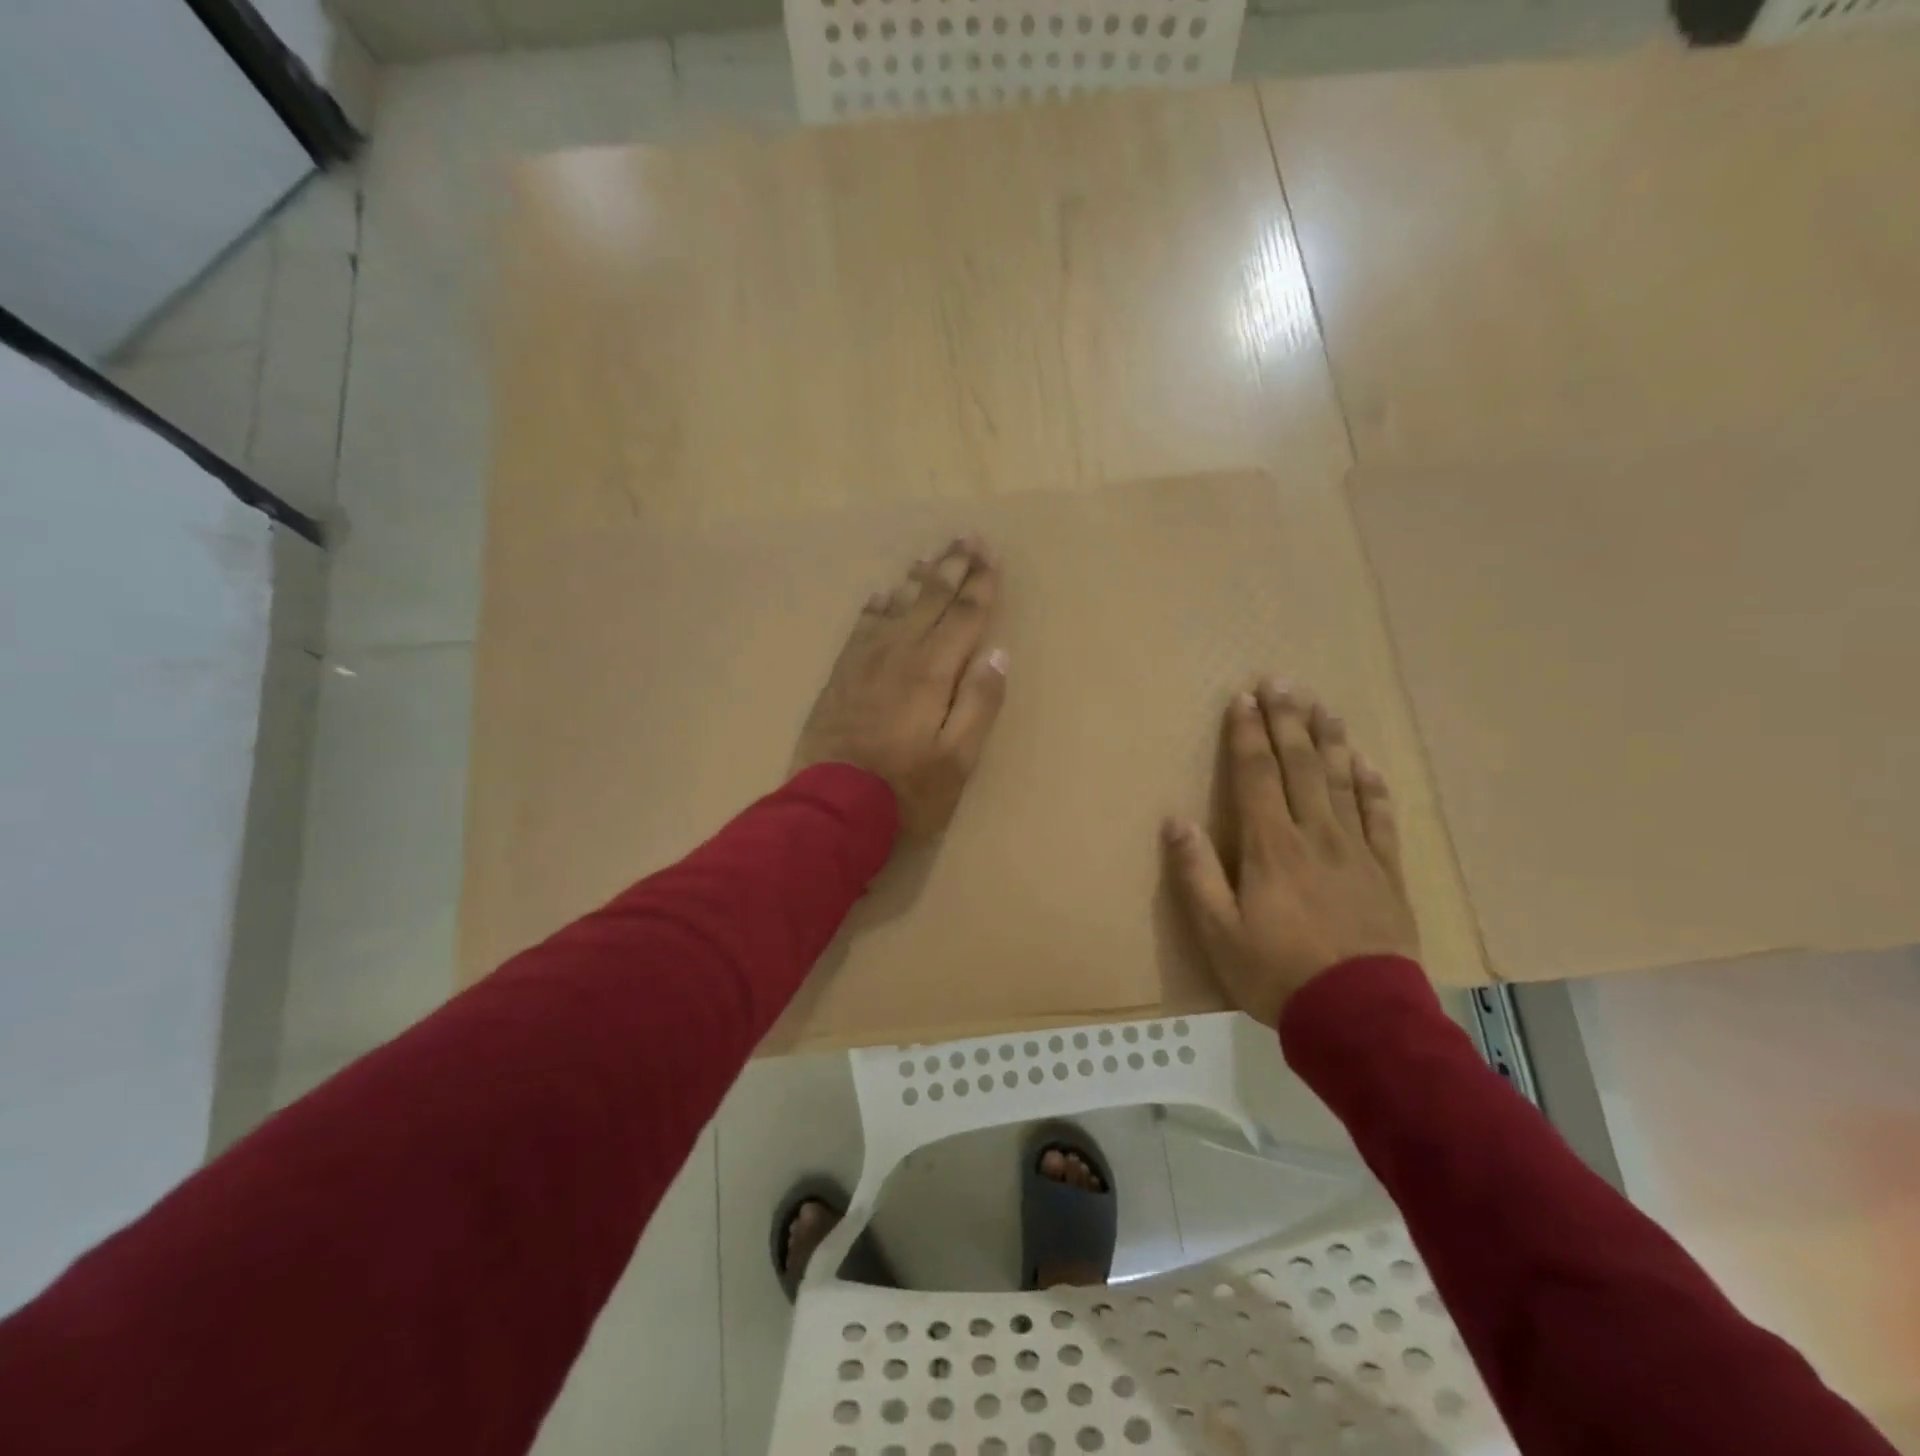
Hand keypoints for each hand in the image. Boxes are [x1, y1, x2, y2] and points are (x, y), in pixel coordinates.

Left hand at [793, 535, 1008, 837]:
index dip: (980, 584)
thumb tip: (998, 654)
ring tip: (927, 555)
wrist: (832, 807)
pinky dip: (875, 607)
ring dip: (915, 579)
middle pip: (930, 600)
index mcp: (933, 671)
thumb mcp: (958, 758)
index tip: (990, 554)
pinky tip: (880, 596)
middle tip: (965, 537)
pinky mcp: (841, 676)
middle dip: (951, 567)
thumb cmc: (906, 790)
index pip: (964, 616)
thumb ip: (979, 703)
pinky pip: (861, 628)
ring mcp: (865, 662)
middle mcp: (899, 654)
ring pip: (895, 607)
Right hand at [1164, 680, 1418, 1026]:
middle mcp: (1315, 835)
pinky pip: (1381, 818)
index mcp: (1270, 846)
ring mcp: (1356, 851)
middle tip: (1282, 682)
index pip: (1257, 775)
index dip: (1248, 734)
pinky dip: (1373, 787)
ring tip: (1324, 706)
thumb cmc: (1277, 974)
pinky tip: (1367, 764)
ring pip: (1343, 781)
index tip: (1243, 699)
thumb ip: (1195, 874)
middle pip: (1301, 766)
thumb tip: (1175, 821)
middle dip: (1288, 721)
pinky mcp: (1387, 872)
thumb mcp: (1218, 932)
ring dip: (1330, 741)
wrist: (1360, 1017)